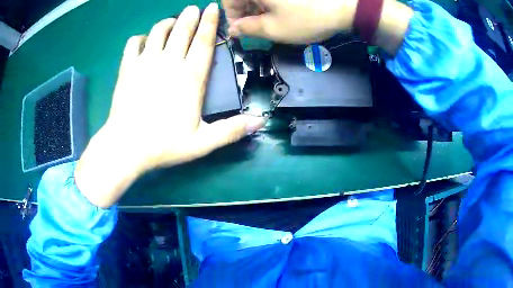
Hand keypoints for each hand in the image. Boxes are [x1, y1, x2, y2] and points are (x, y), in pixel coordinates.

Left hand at [75, 3, 265, 207]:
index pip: (203, 42)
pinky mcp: (127, 68)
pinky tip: (144, 40)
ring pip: (158, 31)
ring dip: (167, 22)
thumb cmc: (164, 145)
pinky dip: (140, 38)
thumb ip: (231, 130)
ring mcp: (145, 63)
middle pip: (182, 31)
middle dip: (189, 16)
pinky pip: (133, 43)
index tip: (212, 8)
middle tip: (194, 7)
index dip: (209, 23)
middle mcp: (169, 63)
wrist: (126, 147)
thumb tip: (260, 122)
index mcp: (190, 77)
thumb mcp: (202, 142)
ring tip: (172, 21)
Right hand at [223, 0, 356, 43]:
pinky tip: (281, 12)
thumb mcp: (273, 29)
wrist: (343, 7)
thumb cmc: (305, 19)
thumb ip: (247, 29)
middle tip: (256, 29)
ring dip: (258, 8)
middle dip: (246, 13)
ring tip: (270, 22)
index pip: (228, 0)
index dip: (231, 16)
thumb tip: (233, 29)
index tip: (240, 31)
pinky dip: (271, 3)